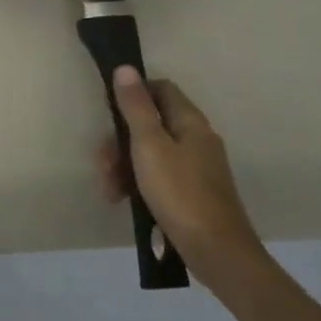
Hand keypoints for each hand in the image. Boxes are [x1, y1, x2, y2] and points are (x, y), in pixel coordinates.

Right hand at [94, 68, 265, 284]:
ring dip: (124, 164)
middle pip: (151, 123)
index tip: (109, 110)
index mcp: (190, 123)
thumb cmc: (180, 193)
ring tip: (109, 188)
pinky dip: (138, 182)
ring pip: (151, 152)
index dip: (134, 92)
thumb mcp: (149, 146)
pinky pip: (159, 176)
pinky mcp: (192, 192)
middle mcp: (197, 139)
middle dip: (121, 138)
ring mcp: (197, 167)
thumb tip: (126, 68)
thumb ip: (136, 107)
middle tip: (103, 161)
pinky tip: (123, 199)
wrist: (218, 253)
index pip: (161, 88)